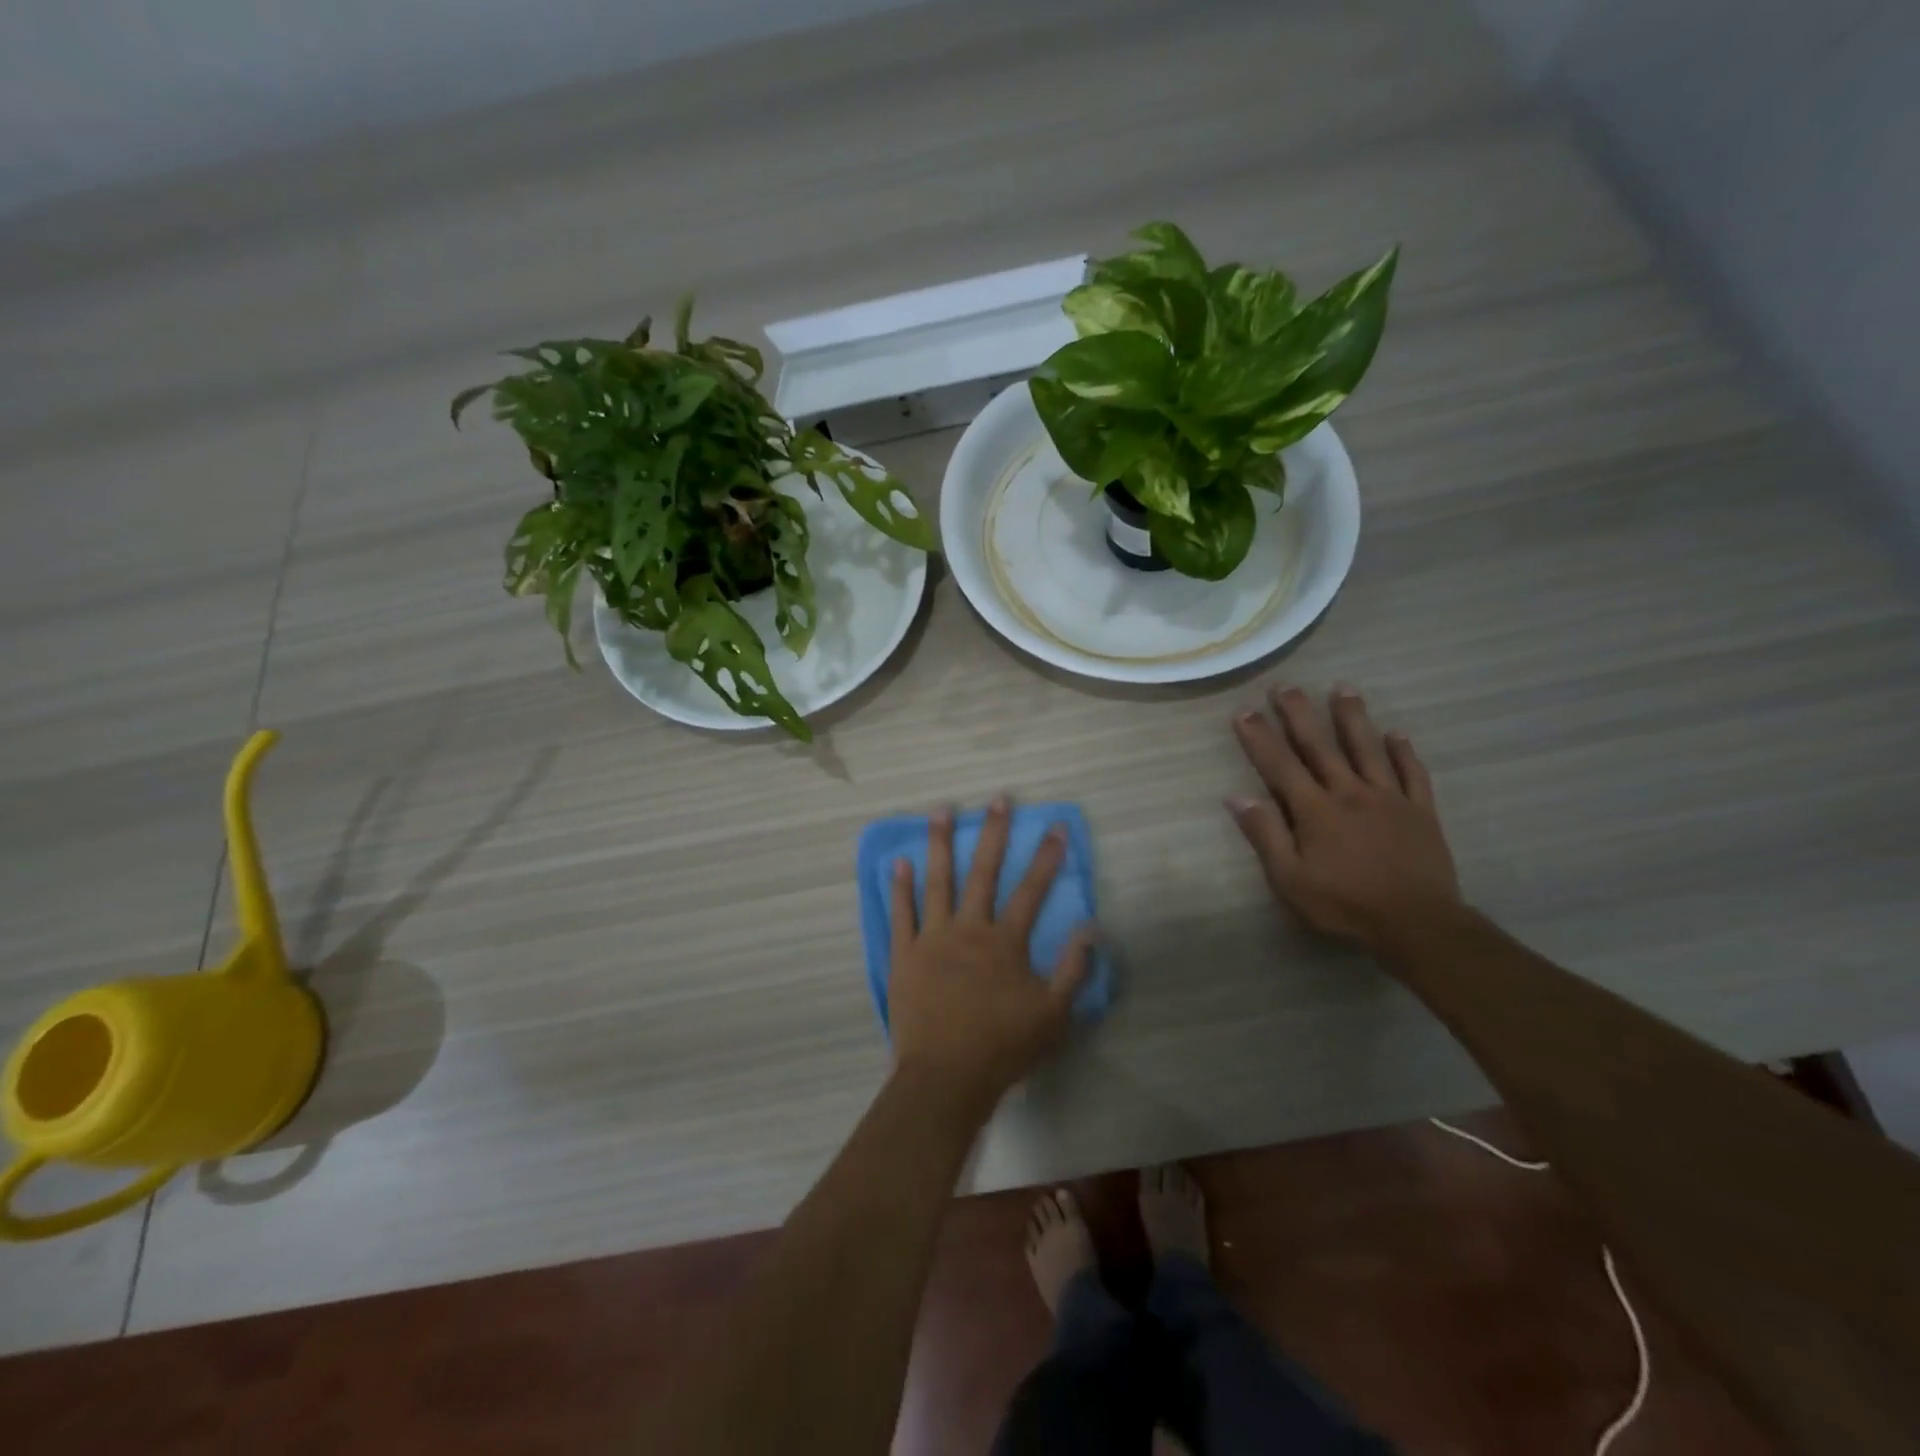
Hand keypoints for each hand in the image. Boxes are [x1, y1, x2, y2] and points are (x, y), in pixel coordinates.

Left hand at [888, 797, 1096, 1111]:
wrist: (945, 1078)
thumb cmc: (1002, 1047)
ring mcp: (932, 939)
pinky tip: (899, 862)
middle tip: (997, 798)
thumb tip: (1092, 929)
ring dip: (940, 843)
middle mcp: (968, 929)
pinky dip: (900, 887)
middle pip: (983, 872)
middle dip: (993, 832)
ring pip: (937, 881)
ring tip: (942, 809)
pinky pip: (902, 914)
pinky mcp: (904, 954)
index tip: (1055, 826)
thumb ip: (1073, 970)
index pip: (1031, 890)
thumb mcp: (1052, 1015)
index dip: (1046, 857)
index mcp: (1004, 942)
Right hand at [1228, 686, 1460, 951]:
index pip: (1280, 765)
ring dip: (1352, 717)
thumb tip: (1237, 797)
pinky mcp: (1420, 811)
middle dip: (1299, 714)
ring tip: (1342, 688)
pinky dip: (1403, 751)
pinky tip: (1396, 733)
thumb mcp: (1290, 879)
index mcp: (1315, 810)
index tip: (1244, 711)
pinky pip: (1412, 773)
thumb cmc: (1344, 904)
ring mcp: (1389, 798)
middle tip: (1286, 686)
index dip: (1259, 737)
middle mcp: (1349, 793)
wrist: (1416, 923)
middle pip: (1320, 746)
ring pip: (1367, 749)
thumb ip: (1265, 835)